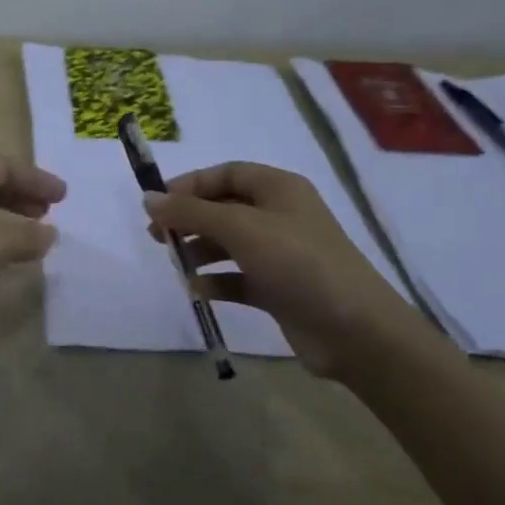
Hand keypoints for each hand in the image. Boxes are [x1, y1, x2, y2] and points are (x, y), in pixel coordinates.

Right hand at [144, 162, 437, 380]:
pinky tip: (198, 290)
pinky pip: (238, 277)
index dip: (190, 184)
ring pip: (228, 243)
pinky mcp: (279, 288)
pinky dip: (216, 281)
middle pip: (224, 208)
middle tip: (157, 237)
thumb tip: (148, 198)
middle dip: (189, 219)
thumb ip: (191, 212)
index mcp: (279, 189)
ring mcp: (281, 254)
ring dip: (199, 251)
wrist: (355, 330)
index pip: (227, 174)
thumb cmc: (298, 263)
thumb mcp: (240, 228)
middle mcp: (280, 216)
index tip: (157, 203)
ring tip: (176, 265)